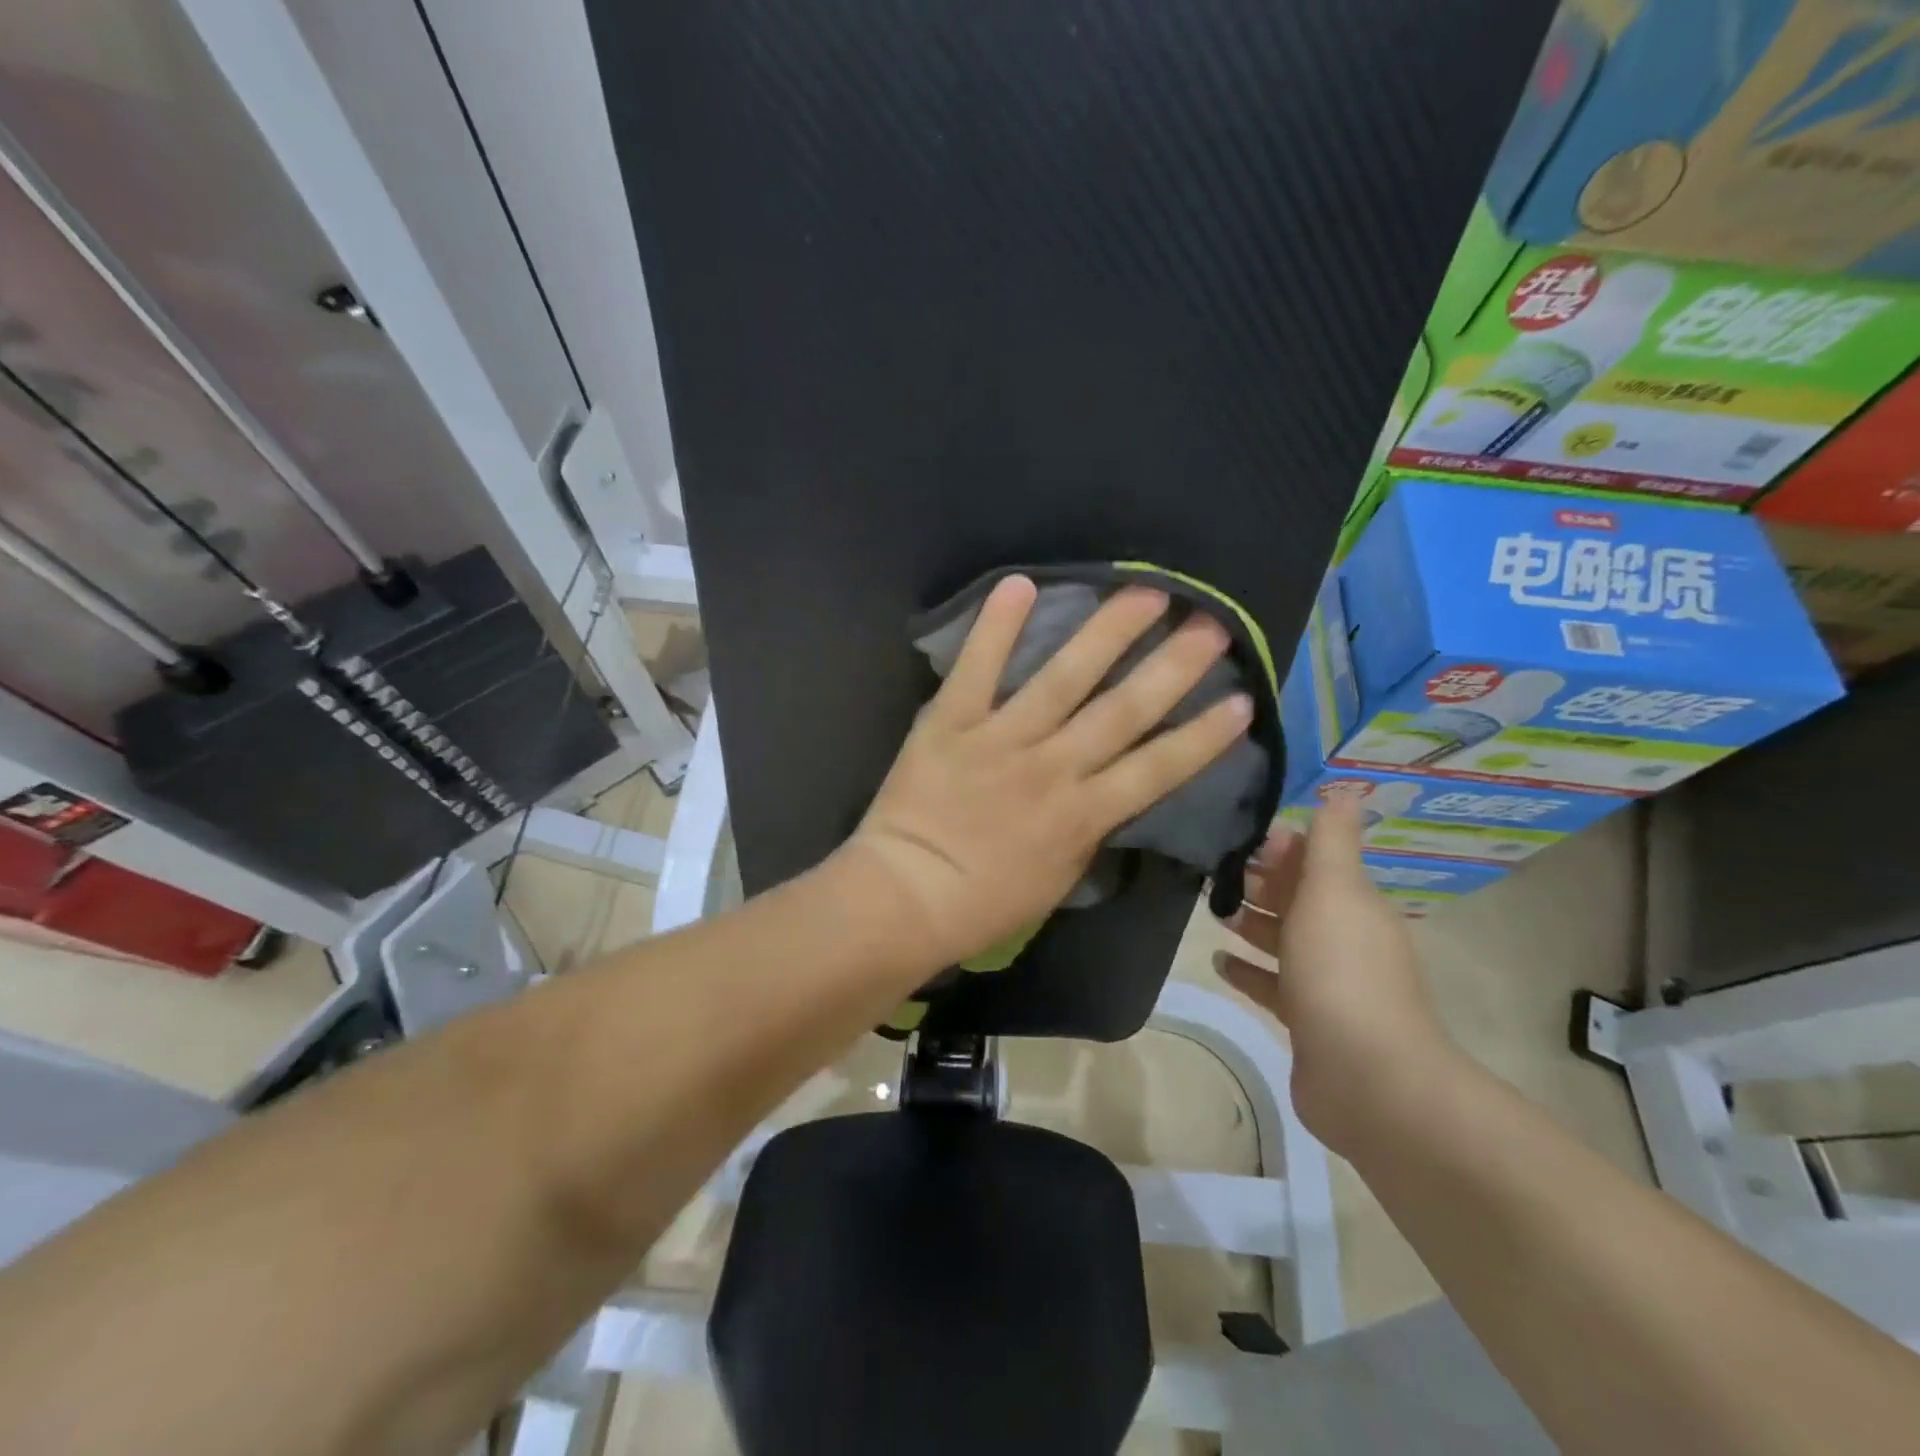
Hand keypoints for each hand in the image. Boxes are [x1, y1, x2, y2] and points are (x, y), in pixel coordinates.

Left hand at [837, 574, 1252, 973]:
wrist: (906, 897)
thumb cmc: (984, 903)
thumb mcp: (1059, 878)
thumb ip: (1091, 829)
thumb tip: (1111, 790)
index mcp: (1084, 815)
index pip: (1159, 769)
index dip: (1204, 735)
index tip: (1242, 699)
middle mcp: (1053, 767)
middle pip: (1124, 710)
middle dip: (1173, 667)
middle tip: (1210, 624)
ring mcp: (1002, 739)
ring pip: (1064, 678)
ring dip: (1108, 633)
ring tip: (1145, 592)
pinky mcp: (952, 722)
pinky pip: (977, 668)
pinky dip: (997, 627)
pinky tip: (1022, 583)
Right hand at [1213, 793, 1462, 1156]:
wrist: (1367, 1078)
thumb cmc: (1342, 971)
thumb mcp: (1335, 891)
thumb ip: (1332, 840)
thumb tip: (1346, 786)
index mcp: (1352, 903)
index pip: (1313, 859)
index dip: (1278, 845)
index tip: (1232, 833)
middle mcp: (1343, 938)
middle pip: (1295, 898)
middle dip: (1257, 880)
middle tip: (1206, 868)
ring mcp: (1326, 982)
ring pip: (1281, 940)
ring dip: (1248, 921)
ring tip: (1208, 908)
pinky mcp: (1307, 1020)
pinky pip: (1271, 985)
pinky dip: (1247, 970)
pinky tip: (1218, 961)